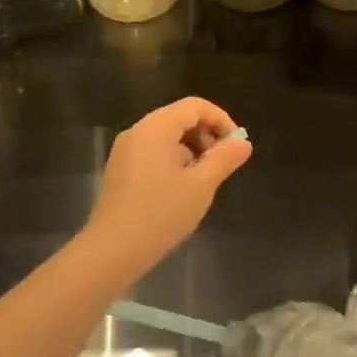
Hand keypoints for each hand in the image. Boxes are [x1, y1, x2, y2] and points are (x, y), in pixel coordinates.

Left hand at [85, 97, 251, 274]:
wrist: (114, 250)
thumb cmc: (161, 213)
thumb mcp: (201, 185)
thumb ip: (224, 159)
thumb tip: (243, 142)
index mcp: (156, 128)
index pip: (195, 106)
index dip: (221, 120)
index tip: (237, 146)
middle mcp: (137, 132)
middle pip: (179, 118)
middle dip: (206, 136)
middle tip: (221, 165)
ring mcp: (125, 152)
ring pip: (167, 138)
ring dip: (191, 151)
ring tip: (203, 182)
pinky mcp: (121, 171)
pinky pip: (153, 154)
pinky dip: (174, 162)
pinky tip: (181, 191)